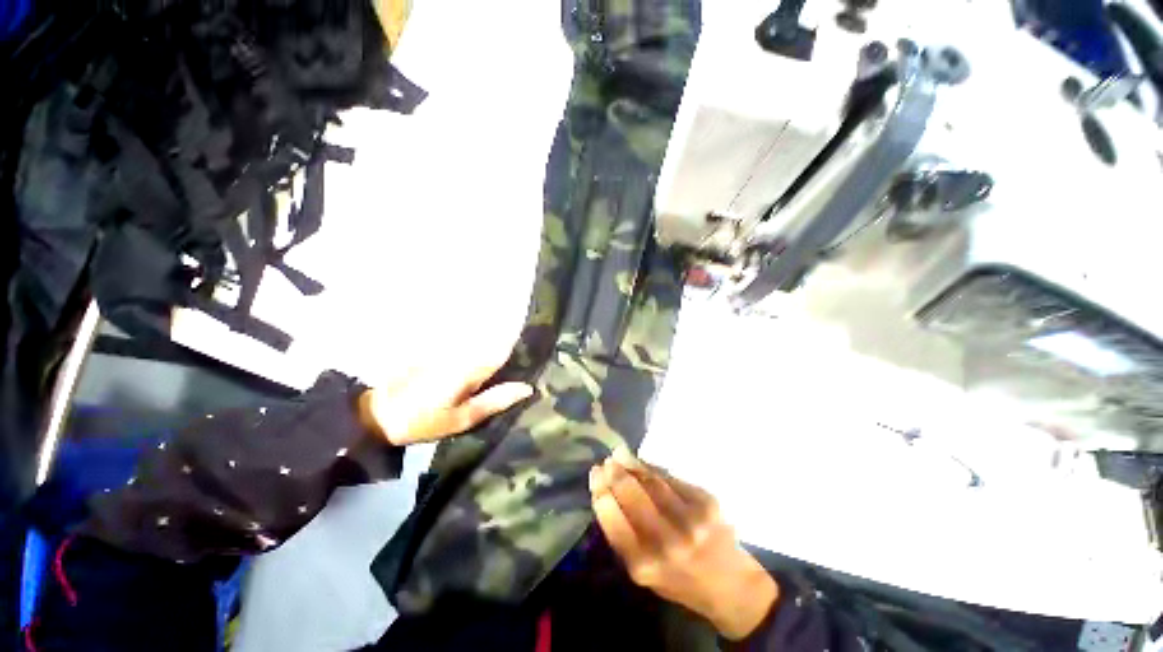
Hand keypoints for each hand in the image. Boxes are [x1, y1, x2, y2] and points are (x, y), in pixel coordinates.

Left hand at [359, 354, 532, 446]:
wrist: (377, 414)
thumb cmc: (422, 420)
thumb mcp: (462, 418)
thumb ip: (495, 401)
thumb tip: (527, 387)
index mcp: (471, 368)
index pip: (505, 350)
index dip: (522, 350)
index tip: (538, 355)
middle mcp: (463, 353)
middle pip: (495, 347)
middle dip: (511, 354)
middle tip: (524, 371)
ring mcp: (451, 352)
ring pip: (482, 349)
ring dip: (496, 357)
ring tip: (507, 374)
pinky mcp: (440, 354)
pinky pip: (468, 353)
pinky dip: (478, 360)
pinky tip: (481, 375)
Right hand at [589, 449, 778, 639]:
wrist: (731, 586)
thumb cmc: (679, 581)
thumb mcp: (644, 571)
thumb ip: (624, 536)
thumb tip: (607, 492)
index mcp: (644, 564)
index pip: (612, 517)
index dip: (600, 490)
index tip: (594, 474)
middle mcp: (666, 542)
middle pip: (631, 494)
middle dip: (615, 473)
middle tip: (606, 460)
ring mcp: (689, 520)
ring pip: (652, 481)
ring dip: (633, 464)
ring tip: (621, 454)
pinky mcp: (706, 503)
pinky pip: (671, 478)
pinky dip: (654, 469)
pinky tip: (644, 464)